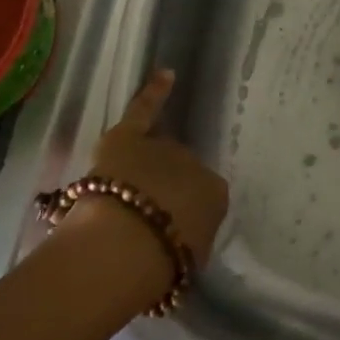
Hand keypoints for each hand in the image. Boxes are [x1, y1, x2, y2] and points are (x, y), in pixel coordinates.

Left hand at [77, 70, 228, 266]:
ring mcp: (162, 147)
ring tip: (130, 189)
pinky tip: (167, 73)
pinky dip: (155, 92)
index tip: (166, 227)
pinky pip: (145, 109)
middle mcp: (194, 164)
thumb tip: (181, 236)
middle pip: (178, 173)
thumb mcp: (187, 262)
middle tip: (143, 216)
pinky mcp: (128, 136)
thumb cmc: (158, 266)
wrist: (124, 246)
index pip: (200, 198)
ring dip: (147, 167)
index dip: (180, 212)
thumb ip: (188, 240)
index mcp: (215, 195)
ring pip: (156, 152)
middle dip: (164, 190)